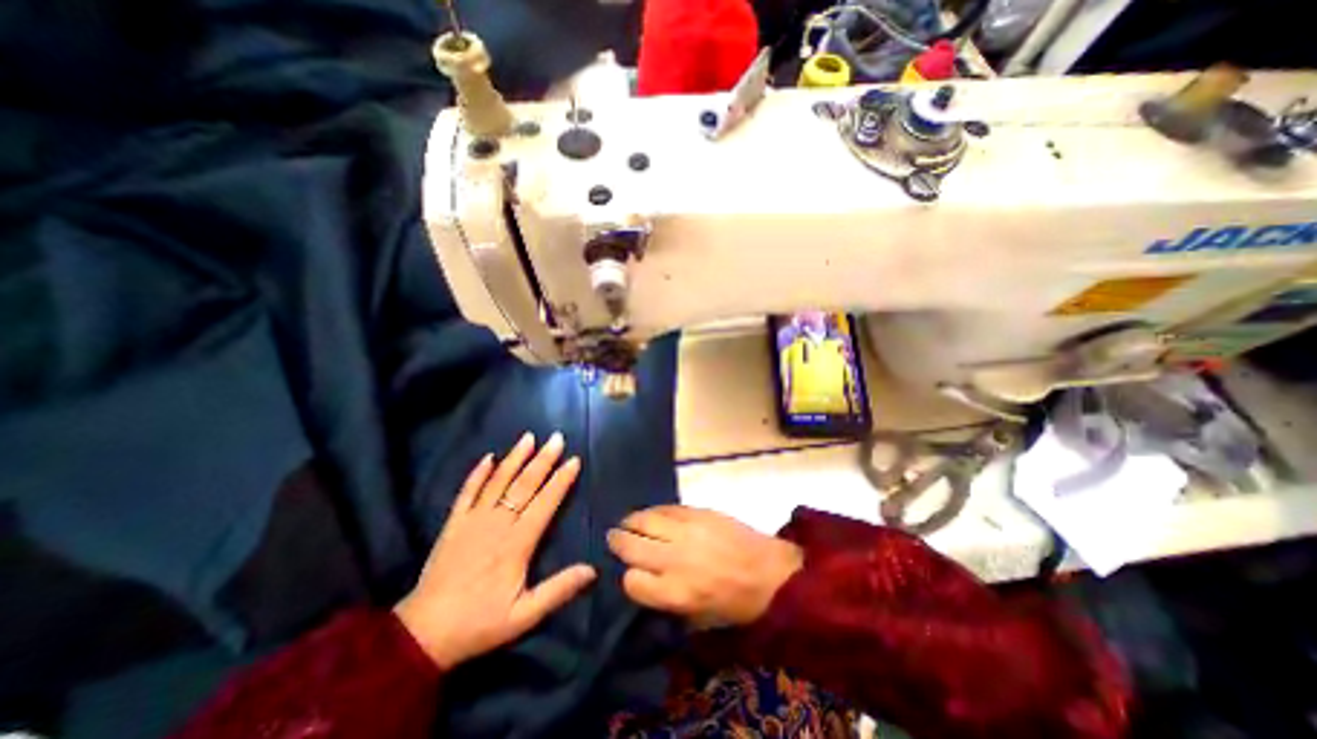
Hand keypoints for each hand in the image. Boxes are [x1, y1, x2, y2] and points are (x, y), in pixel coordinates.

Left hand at [389, 434, 596, 668]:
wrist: (422, 635)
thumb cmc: (479, 623)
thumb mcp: (524, 615)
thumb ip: (558, 589)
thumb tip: (592, 570)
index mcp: (517, 543)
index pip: (545, 503)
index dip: (561, 480)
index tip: (574, 460)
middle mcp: (497, 524)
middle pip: (524, 485)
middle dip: (543, 460)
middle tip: (557, 438)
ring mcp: (473, 520)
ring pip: (498, 481)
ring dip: (515, 458)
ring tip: (529, 437)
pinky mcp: (454, 523)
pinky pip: (466, 491)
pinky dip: (477, 473)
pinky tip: (488, 457)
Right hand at [607, 508, 801, 628]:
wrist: (768, 572)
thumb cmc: (735, 603)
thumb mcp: (698, 618)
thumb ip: (667, 600)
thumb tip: (645, 581)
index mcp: (675, 592)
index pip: (632, 581)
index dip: (628, 578)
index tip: (631, 574)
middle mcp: (674, 559)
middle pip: (631, 546)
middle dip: (617, 542)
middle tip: (613, 538)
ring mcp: (685, 531)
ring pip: (644, 520)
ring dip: (630, 521)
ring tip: (626, 522)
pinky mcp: (697, 511)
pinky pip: (665, 508)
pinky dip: (653, 511)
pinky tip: (651, 514)